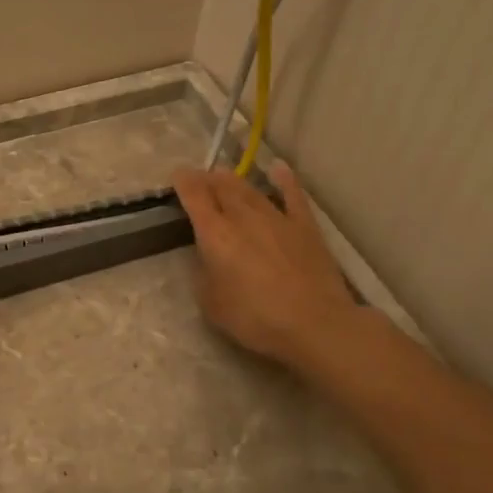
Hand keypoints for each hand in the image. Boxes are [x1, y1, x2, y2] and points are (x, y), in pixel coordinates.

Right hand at [171, 164, 360, 370]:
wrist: (314, 324)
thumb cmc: (255, 318)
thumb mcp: (211, 303)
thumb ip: (204, 273)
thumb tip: (208, 258)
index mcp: (215, 234)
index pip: (195, 196)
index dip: (184, 182)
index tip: (178, 175)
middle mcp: (243, 217)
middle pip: (222, 187)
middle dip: (207, 179)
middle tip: (199, 177)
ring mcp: (277, 218)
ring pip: (251, 190)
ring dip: (235, 180)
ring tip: (224, 175)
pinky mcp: (305, 227)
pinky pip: (293, 195)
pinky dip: (284, 179)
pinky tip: (278, 168)